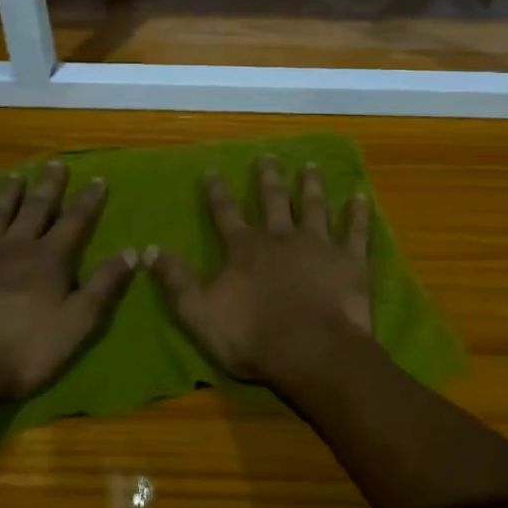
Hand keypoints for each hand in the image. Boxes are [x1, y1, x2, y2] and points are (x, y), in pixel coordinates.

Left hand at [0, 162, 136, 403]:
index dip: (88, 200)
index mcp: (49, 259)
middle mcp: (14, 246)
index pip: (75, 221)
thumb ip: (104, 285)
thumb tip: (132, 251)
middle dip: (48, 186)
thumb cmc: (23, 350)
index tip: (98, 179)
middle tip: (55, 164)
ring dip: (6, 195)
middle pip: (34, 208)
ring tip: (15, 176)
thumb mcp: (77, 323)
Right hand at [146, 157, 374, 389]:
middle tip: (267, 157)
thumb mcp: (198, 312)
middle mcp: (281, 237)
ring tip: (311, 166)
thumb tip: (147, 249)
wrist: (311, 351)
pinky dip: (358, 213)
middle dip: (267, 178)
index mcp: (245, 249)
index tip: (211, 171)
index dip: (216, 192)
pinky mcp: (350, 261)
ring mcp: (319, 245)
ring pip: (314, 206)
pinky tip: (360, 196)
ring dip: (311, 185)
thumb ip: (175, 280)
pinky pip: (355, 231)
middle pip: (273, 200)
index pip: (225, 213)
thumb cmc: (252, 336)